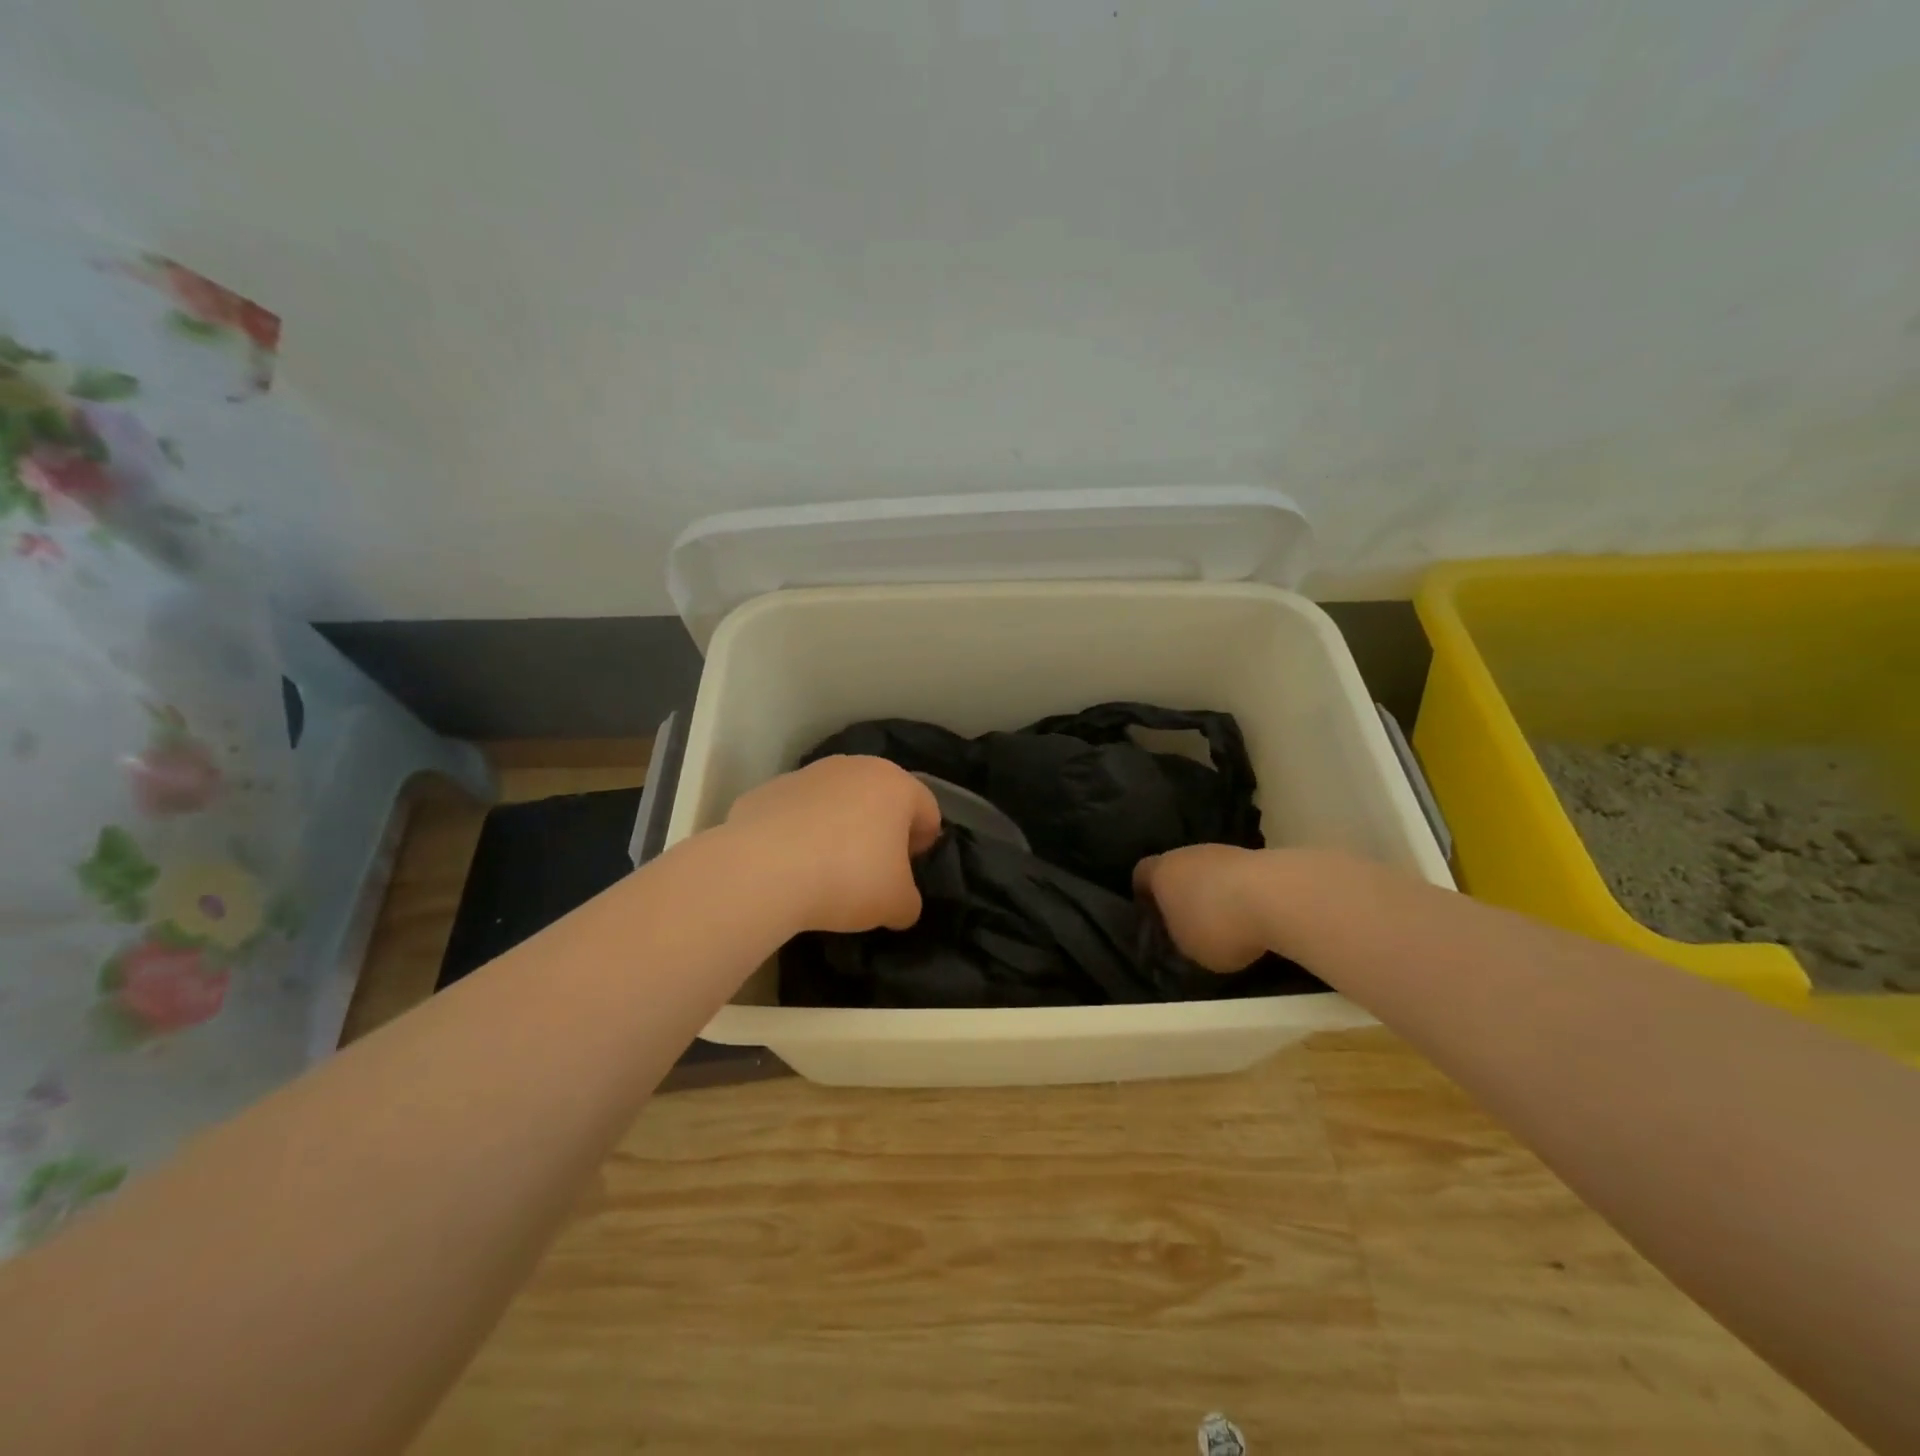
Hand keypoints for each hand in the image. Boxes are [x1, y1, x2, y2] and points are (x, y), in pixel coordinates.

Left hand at [724, 756, 941, 934]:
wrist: (763, 870)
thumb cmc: (848, 877)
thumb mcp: (897, 905)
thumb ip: (909, 901)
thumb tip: (900, 903)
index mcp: (896, 785)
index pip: (927, 810)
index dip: (924, 844)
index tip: (907, 873)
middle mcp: (855, 767)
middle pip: (880, 798)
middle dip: (881, 831)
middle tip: (872, 871)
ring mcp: (807, 774)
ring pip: (836, 801)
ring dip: (839, 828)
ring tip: (826, 869)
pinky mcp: (768, 789)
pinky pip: (797, 813)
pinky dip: (799, 833)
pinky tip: (791, 865)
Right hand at [1133, 845, 1273, 972]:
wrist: (1277, 896)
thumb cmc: (1216, 924)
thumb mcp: (1187, 948)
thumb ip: (1177, 937)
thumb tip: (1182, 933)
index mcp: (1159, 872)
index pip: (1140, 875)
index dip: (1143, 895)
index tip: (1153, 916)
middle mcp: (1186, 853)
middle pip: (1177, 870)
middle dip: (1182, 893)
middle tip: (1190, 923)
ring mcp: (1223, 851)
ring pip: (1209, 872)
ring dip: (1214, 893)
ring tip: (1227, 923)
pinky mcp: (1256, 857)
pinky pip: (1238, 878)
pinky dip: (1242, 894)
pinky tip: (1252, 916)